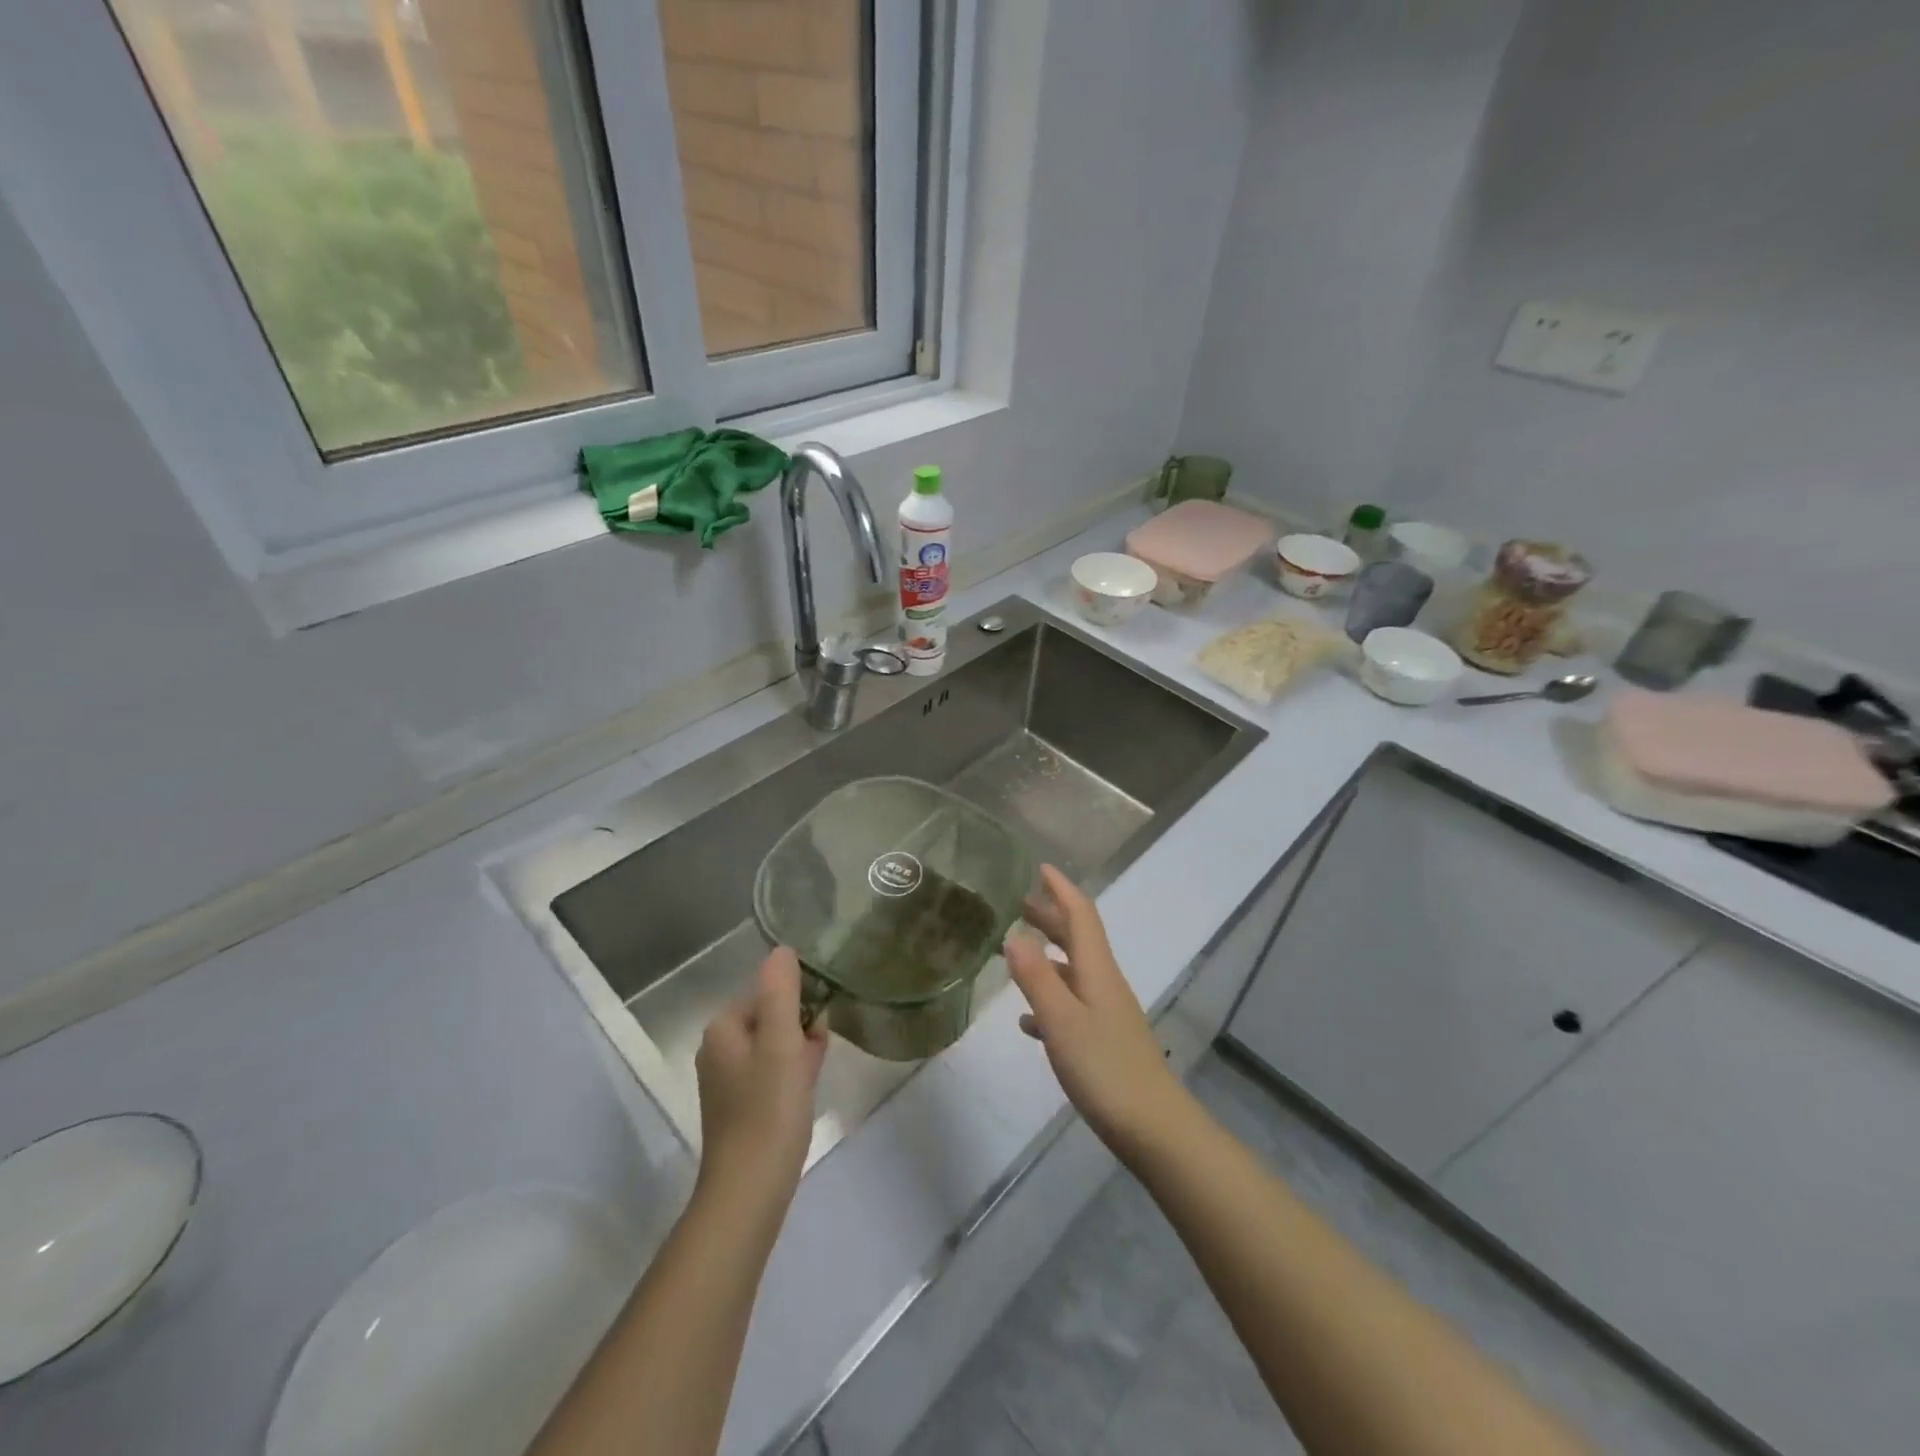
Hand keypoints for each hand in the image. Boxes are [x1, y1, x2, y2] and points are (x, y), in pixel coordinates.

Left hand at [694, 948, 828, 1214]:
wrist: (749, 1191)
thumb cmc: (768, 1109)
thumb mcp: (781, 1042)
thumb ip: (782, 991)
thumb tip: (782, 950)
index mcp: (722, 1028)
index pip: (767, 991)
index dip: (798, 1002)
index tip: (817, 1026)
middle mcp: (718, 1049)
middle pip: (770, 1016)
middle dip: (800, 1026)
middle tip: (816, 1052)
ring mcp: (727, 1080)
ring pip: (774, 1045)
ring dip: (799, 1049)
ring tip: (813, 1073)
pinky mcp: (739, 1106)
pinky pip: (771, 1071)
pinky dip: (792, 1072)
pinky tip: (806, 1090)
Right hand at [1005, 866, 1186, 1158]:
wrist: (1154, 1128)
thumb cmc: (1105, 1069)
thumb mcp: (1062, 1022)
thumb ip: (1036, 979)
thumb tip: (1013, 934)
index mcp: (1096, 970)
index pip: (1080, 915)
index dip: (1062, 888)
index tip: (1040, 867)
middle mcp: (1104, 982)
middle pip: (1077, 938)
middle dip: (1050, 916)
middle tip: (1018, 904)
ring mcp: (1106, 1011)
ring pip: (1073, 969)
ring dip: (1047, 954)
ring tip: (1015, 951)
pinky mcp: (1104, 1039)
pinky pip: (1071, 1004)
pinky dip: (1049, 998)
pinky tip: (1028, 1020)